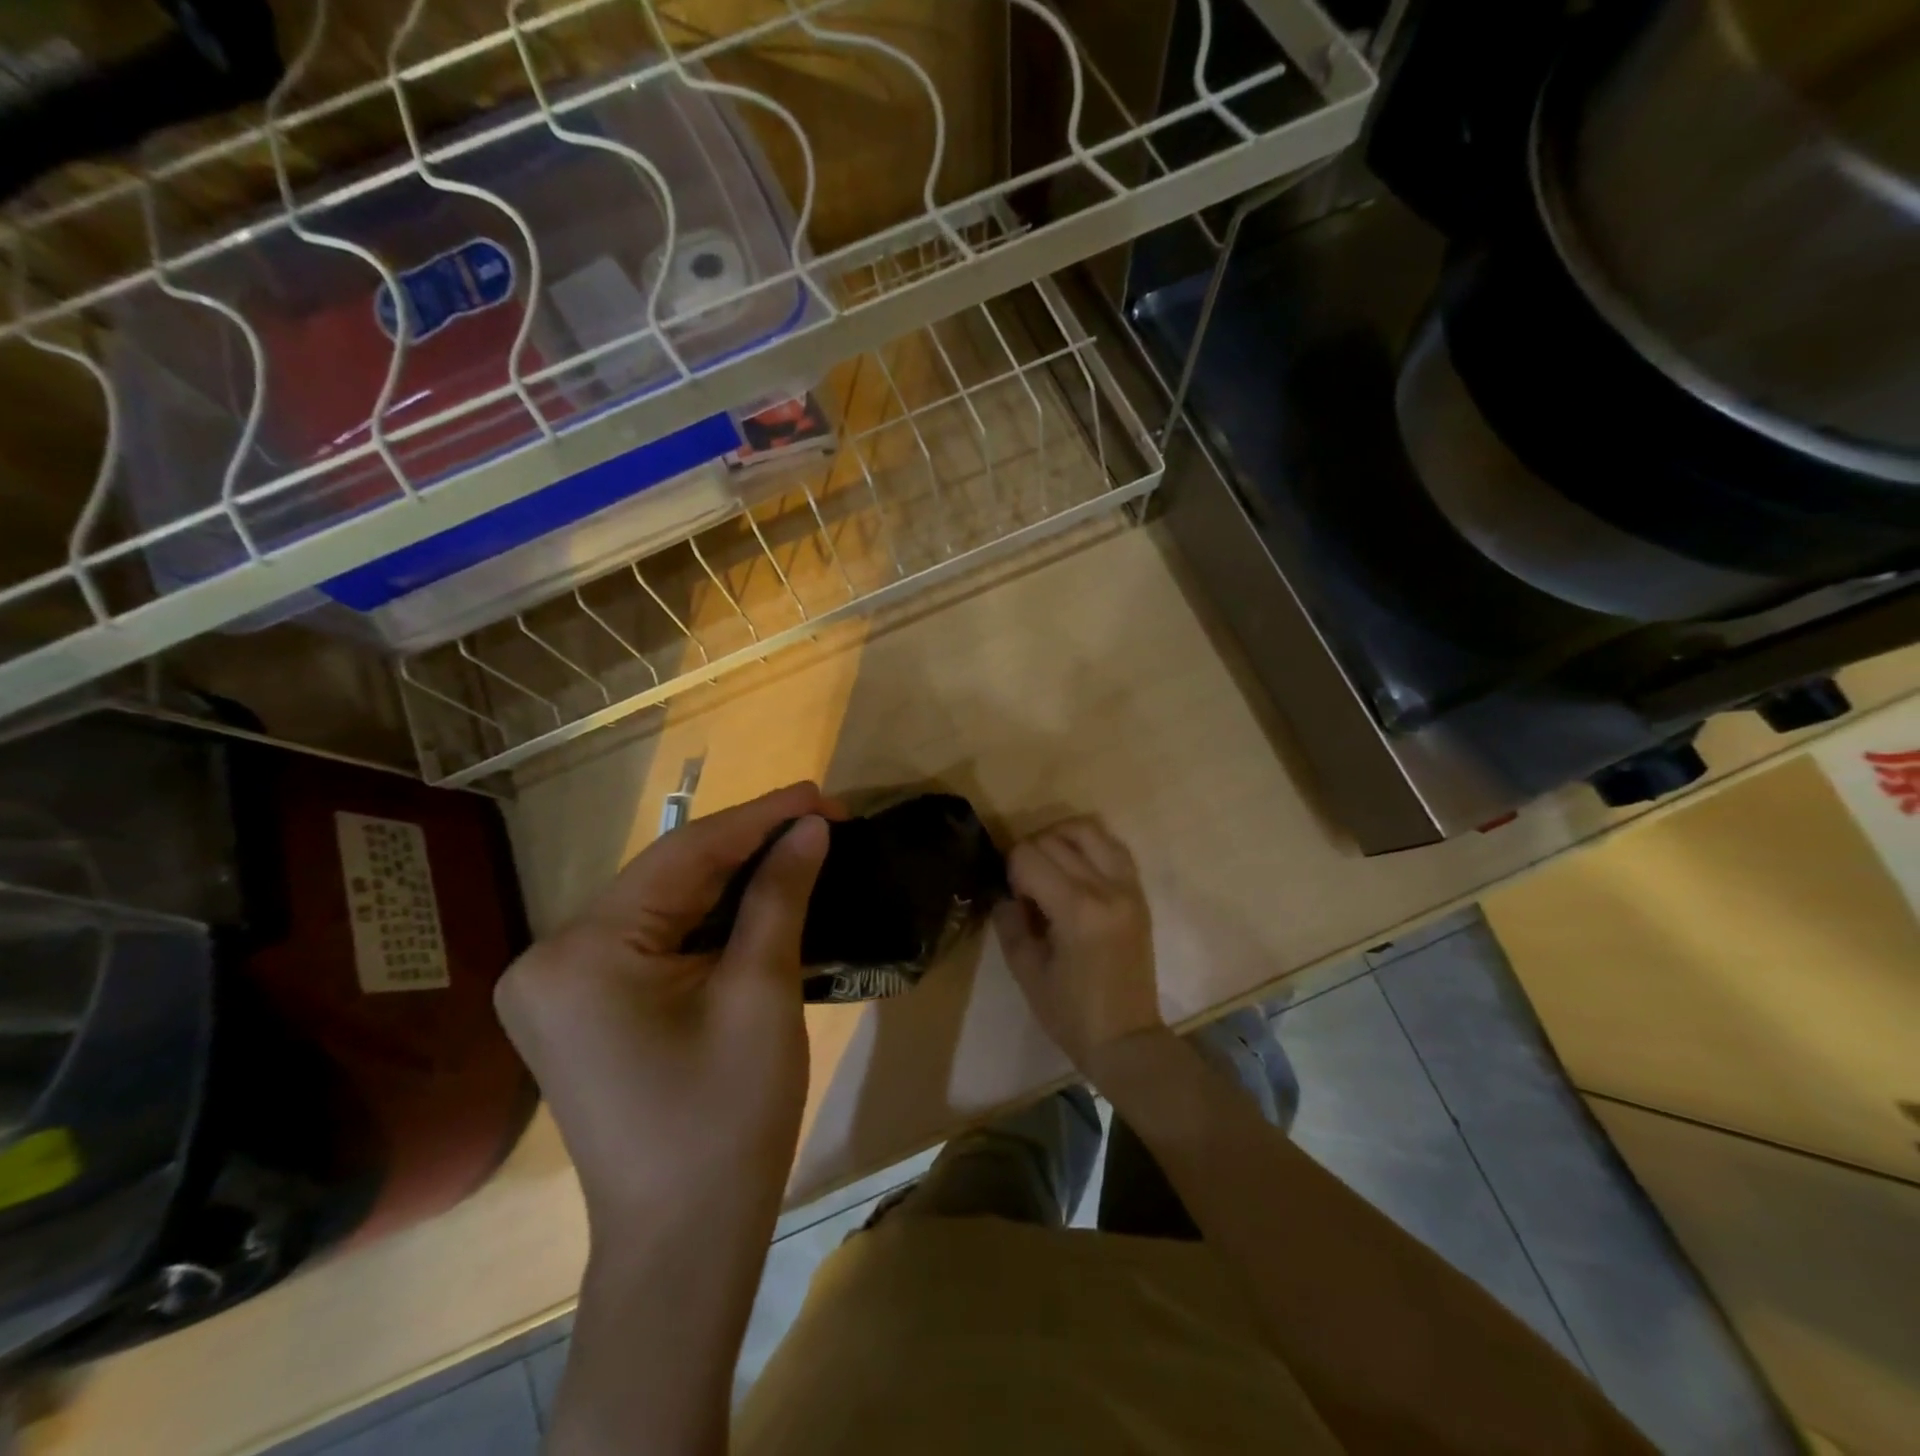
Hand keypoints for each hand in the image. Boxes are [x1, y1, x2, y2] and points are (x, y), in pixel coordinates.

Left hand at [495, 782, 831, 1222]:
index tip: (821, 793)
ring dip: (733, 875)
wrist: (684, 1242)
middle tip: (820, 818)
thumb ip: (781, 895)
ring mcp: (560, 983)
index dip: (760, 818)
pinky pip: (654, 936)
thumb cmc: (726, 1121)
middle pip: (669, 876)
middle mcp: (553, 957)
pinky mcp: (583, 1004)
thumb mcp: (761, 994)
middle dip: (749, 845)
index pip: (684, 856)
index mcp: (582, 953)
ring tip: (800, 844)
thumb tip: (813, 827)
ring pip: (663, 902)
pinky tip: (758, 892)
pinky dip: (710, 914)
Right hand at [993, 816, 1164, 1074]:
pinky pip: (1112, 846)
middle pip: (1055, 839)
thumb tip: (1004, 891)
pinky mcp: (1139, 891)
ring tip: (1049, 866)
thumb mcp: (1026, 970)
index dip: (1011, 871)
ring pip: (1087, 829)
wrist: (1126, 1037)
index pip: (1030, 856)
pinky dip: (1088, 846)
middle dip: (1031, 854)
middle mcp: (1106, 888)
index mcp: (1077, 910)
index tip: (1014, 899)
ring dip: (1059, 838)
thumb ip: (1009, 921)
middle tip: (1026, 888)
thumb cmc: (1070, 1013)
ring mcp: (1128, 886)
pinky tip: (1075, 868)